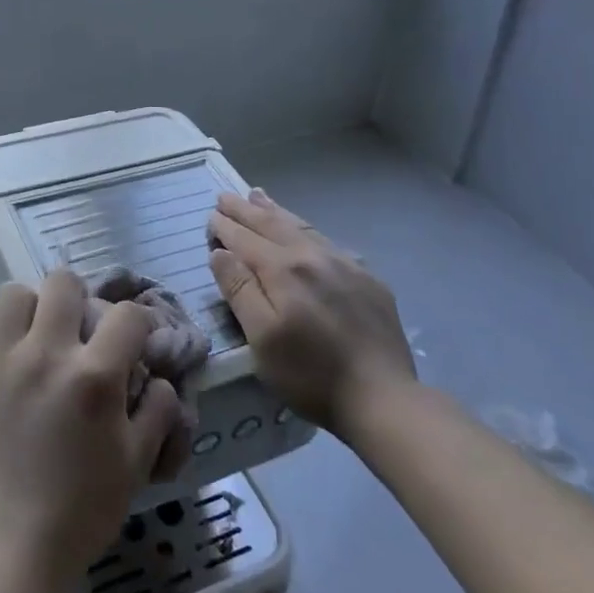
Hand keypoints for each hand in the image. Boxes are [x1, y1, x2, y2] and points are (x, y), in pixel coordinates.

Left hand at [0, 271, 182, 592]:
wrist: (11, 548)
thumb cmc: (83, 509)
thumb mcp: (137, 463)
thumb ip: (157, 410)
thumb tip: (158, 379)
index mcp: (94, 376)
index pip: (126, 314)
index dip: (140, 324)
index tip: (137, 343)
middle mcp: (46, 354)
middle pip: (63, 281)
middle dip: (82, 299)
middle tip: (83, 332)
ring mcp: (3, 361)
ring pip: (15, 293)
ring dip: (34, 308)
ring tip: (41, 338)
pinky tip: (8, 365)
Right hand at [208, 188, 416, 436]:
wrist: (383, 396)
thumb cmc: (310, 374)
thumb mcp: (261, 339)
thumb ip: (240, 290)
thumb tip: (221, 253)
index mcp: (282, 270)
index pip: (245, 239)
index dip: (226, 227)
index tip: (211, 216)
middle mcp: (312, 256)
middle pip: (272, 225)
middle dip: (246, 210)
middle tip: (226, 196)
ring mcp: (344, 264)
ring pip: (301, 227)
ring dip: (275, 211)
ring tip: (258, 196)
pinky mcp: (366, 279)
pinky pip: (328, 241)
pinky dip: (306, 229)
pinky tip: (304, 230)